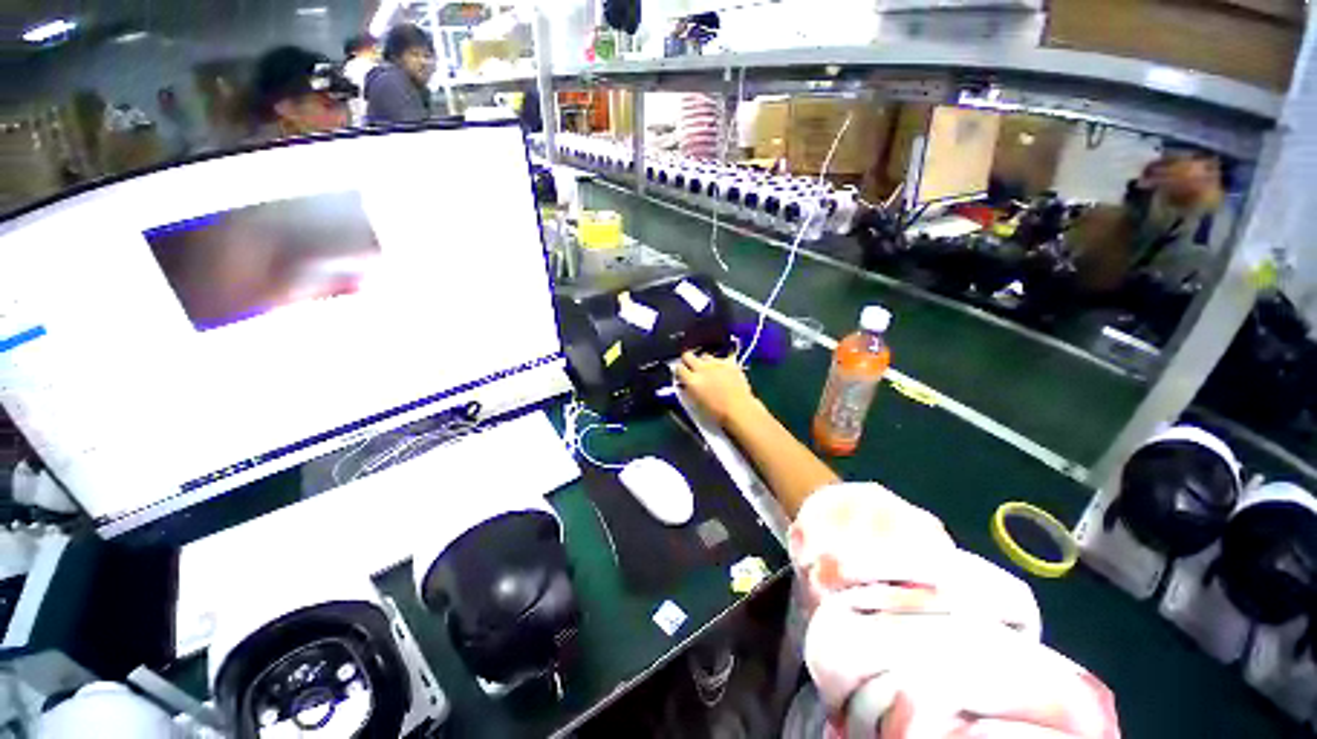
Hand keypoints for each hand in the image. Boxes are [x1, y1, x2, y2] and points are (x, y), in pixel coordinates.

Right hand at [675, 351, 757, 425]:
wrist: (739, 410)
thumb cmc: (716, 413)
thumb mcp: (695, 404)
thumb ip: (688, 390)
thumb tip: (685, 384)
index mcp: (692, 381)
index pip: (678, 368)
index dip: (679, 371)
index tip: (681, 374)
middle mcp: (702, 369)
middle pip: (688, 355)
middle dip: (688, 360)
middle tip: (691, 368)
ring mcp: (717, 364)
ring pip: (705, 355)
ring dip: (704, 362)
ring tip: (709, 370)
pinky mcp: (730, 363)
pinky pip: (722, 359)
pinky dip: (721, 364)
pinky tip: (724, 371)